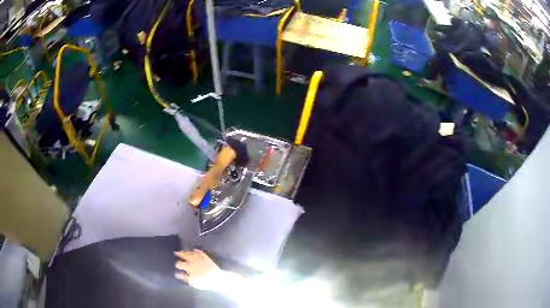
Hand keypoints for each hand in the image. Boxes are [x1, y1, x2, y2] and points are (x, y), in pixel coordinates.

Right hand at [174, 249, 220, 289]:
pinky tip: (195, 249)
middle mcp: (193, 261)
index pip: (180, 264)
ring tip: (183, 251)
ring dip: (187, 251)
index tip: (176, 265)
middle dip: (179, 254)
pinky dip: (197, 250)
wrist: (217, 278)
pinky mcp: (207, 258)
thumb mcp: (192, 282)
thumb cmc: (204, 282)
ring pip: (192, 253)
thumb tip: (177, 274)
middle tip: (176, 253)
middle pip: (185, 256)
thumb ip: (184, 277)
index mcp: (189, 267)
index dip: (177, 264)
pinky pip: (200, 253)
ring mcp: (200, 258)